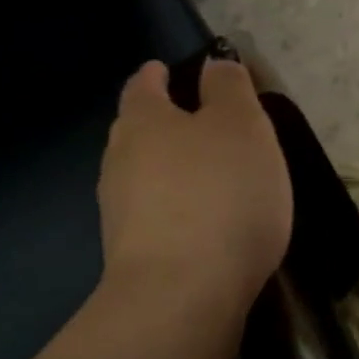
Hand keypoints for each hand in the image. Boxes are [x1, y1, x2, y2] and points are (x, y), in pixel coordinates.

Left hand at [98, 59, 292, 310]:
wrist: (182, 295)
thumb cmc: (219, 194)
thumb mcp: (241, 126)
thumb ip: (229, 88)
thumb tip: (213, 64)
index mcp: (142, 120)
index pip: (143, 85)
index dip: (157, 75)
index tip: (167, 71)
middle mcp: (118, 161)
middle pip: (137, 132)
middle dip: (161, 125)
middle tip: (198, 126)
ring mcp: (117, 213)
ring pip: (142, 177)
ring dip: (167, 173)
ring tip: (204, 178)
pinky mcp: (128, 256)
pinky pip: (153, 218)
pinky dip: (172, 212)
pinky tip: (199, 225)